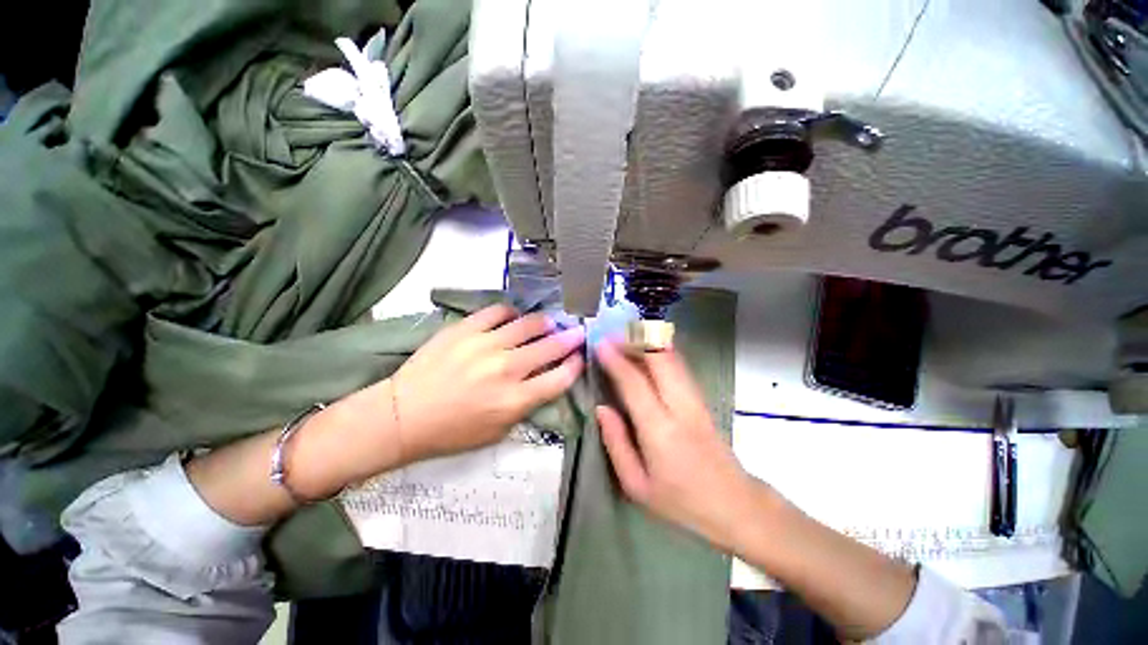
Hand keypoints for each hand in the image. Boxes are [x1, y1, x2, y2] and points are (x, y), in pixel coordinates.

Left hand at [387, 304, 584, 463]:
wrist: (403, 415)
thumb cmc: (452, 431)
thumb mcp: (497, 432)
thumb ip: (526, 406)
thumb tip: (544, 381)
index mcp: (515, 400)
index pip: (560, 378)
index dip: (576, 365)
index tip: (580, 357)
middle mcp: (506, 369)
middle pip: (551, 347)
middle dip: (571, 338)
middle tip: (578, 332)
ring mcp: (485, 344)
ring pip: (529, 324)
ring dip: (545, 323)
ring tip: (549, 323)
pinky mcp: (465, 329)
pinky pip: (498, 312)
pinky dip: (511, 313)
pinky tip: (513, 318)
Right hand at [595, 341, 752, 550]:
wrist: (734, 505)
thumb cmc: (681, 502)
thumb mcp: (636, 485)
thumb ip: (616, 443)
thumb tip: (601, 408)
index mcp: (660, 430)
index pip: (635, 383)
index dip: (616, 360)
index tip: (600, 344)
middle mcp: (681, 406)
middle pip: (660, 359)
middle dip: (635, 340)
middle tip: (612, 336)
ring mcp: (696, 399)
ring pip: (673, 357)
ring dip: (648, 342)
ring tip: (625, 338)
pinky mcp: (702, 398)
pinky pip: (680, 365)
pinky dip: (661, 351)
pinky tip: (647, 350)